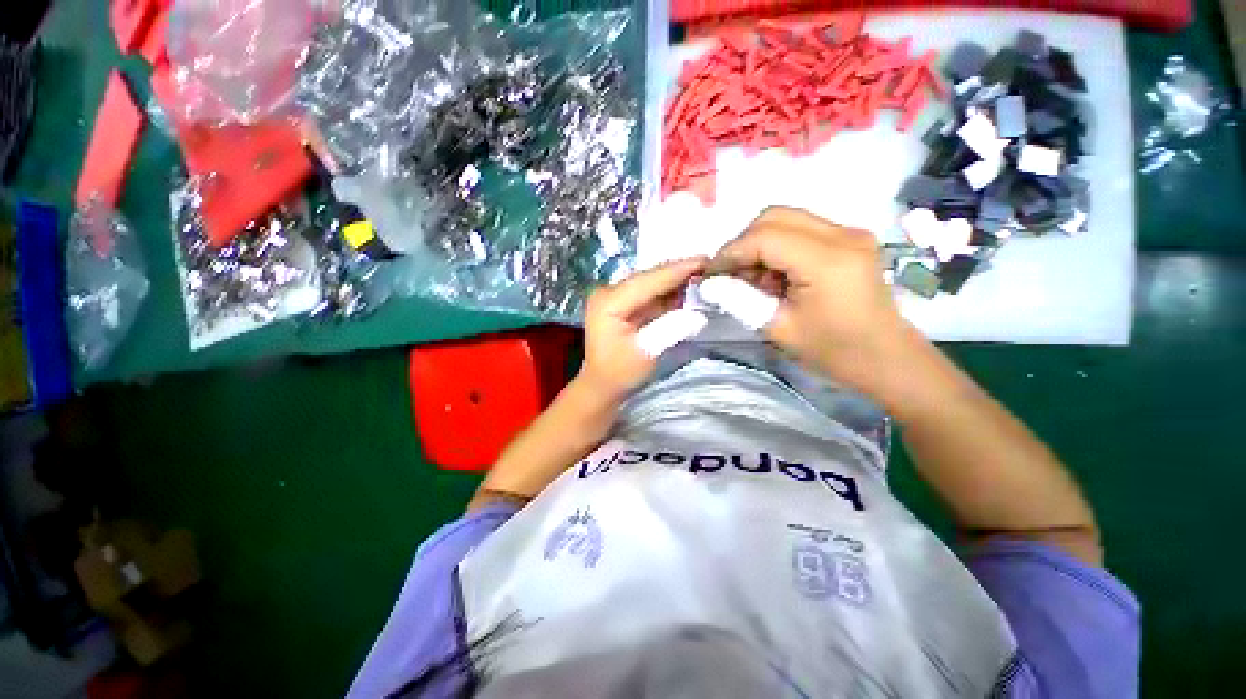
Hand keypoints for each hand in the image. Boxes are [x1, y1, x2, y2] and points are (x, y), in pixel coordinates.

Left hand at [578, 257, 707, 399]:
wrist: (602, 384)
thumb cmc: (620, 373)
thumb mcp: (647, 353)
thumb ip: (672, 329)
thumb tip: (699, 313)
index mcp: (609, 302)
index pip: (647, 281)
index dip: (677, 270)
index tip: (706, 260)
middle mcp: (609, 292)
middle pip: (648, 277)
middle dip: (679, 271)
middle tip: (711, 264)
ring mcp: (614, 296)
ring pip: (650, 282)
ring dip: (675, 278)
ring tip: (704, 272)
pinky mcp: (622, 302)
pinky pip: (649, 292)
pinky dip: (668, 290)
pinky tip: (688, 286)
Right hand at [709, 206, 917, 399]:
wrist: (885, 357)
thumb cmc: (833, 350)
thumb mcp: (778, 329)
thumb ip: (740, 300)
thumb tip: (709, 283)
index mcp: (827, 261)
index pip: (764, 237)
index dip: (730, 253)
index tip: (710, 275)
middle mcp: (842, 235)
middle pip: (774, 216)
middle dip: (742, 243)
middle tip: (729, 274)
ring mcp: (849, 233)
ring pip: (786, 218)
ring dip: (759, 243)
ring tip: (751, 277)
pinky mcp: (849, 238)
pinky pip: (801, 229)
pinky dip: (777, 246)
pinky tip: (774, 274)